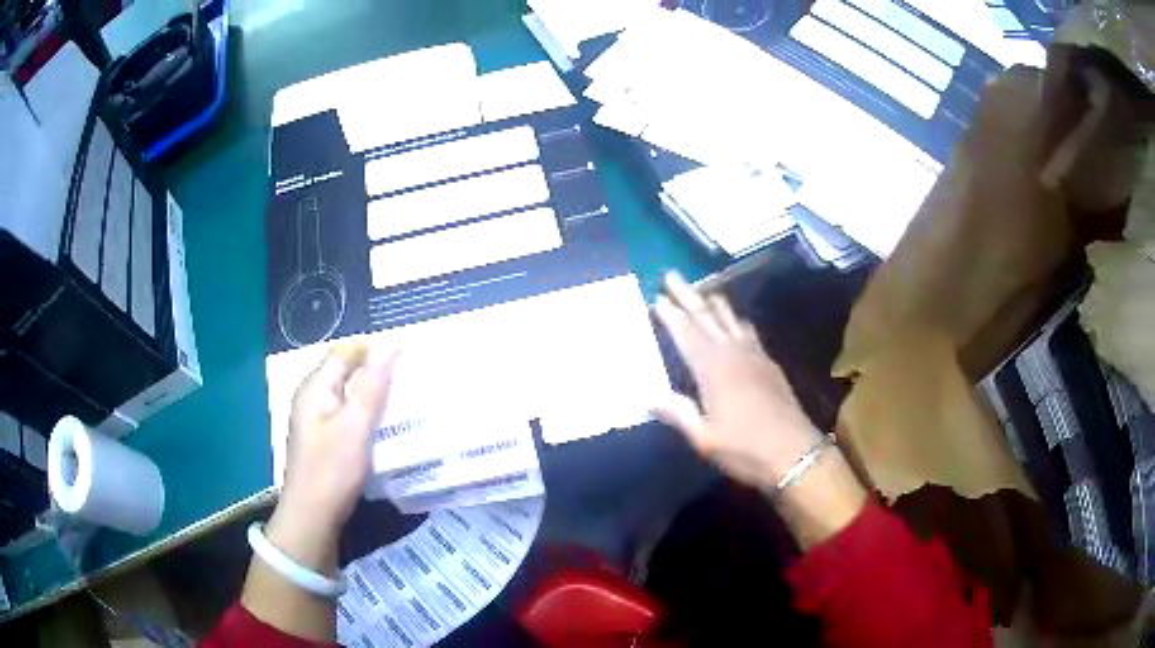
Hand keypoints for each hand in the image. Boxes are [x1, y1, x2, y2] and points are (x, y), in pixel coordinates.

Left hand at [245, 343, 394, 639]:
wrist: (312, 518)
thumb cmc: (332, 470)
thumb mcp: (356, 427)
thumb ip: (371, 387)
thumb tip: (388, 346)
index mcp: (315, 388)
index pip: (345, 351)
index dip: (373, 350)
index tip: (406, 360)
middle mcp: (312, 398)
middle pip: (345, 371)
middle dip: (375, 372)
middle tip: (409, 382)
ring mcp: (316, 420)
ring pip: (348, 395)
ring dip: (372, 395)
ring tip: (403, 402)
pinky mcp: (323, 440)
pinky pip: (347, 415)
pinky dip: (365, 415)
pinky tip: (383, 427)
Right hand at [652, 272, 866, 547]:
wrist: (794, 453)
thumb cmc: (745, 449)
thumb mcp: (705, 438)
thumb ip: (679, 414)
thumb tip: (650, 398)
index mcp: (714, 371)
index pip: (687, 335)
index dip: (671, 316)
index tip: (656, 298)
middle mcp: (733, 355)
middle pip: (707, 318)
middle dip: (688, 296)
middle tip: (672, 275)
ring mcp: (755, 356)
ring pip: (730, 319)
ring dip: (714, 302)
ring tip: (702, 289)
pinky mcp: (769, 364)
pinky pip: (749, 331)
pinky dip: (737, 319)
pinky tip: (736, 319)